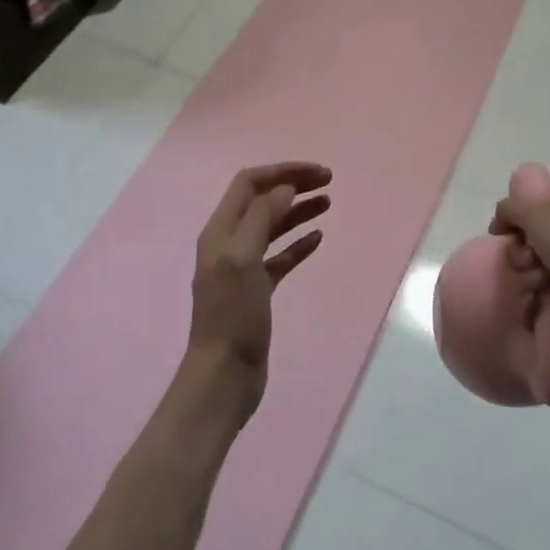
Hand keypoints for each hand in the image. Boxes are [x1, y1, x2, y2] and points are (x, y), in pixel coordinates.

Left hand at [189, 162, 331, 420]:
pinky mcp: (257, 292)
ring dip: (298, 211)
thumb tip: (285, 188)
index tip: (317, 173)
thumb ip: (262, 218)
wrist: (224, 376)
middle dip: (293, 186)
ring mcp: (242, 268)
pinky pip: (280, 257)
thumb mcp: (243, 259)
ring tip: (328, 203)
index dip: (282, 172)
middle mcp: (228, 243)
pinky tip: (318, 239)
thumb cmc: (233, 316)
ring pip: (273, 227)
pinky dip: (298, 244)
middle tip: (328, 182)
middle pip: (262, 201)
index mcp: (220, 231)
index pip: (249, 184)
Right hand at [490, 195, 549, 351]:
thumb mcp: (538, 213)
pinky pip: (540, 299)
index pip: (544, 215)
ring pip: (534, 271)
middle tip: (524, 259)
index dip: (520, 221)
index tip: (502, 230)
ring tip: (534, 283)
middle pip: (536, 244)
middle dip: (521, 250)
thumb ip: (513, 208)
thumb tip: (501, 218)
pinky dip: (532, 299)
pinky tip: (535, 300)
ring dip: (525, 274)